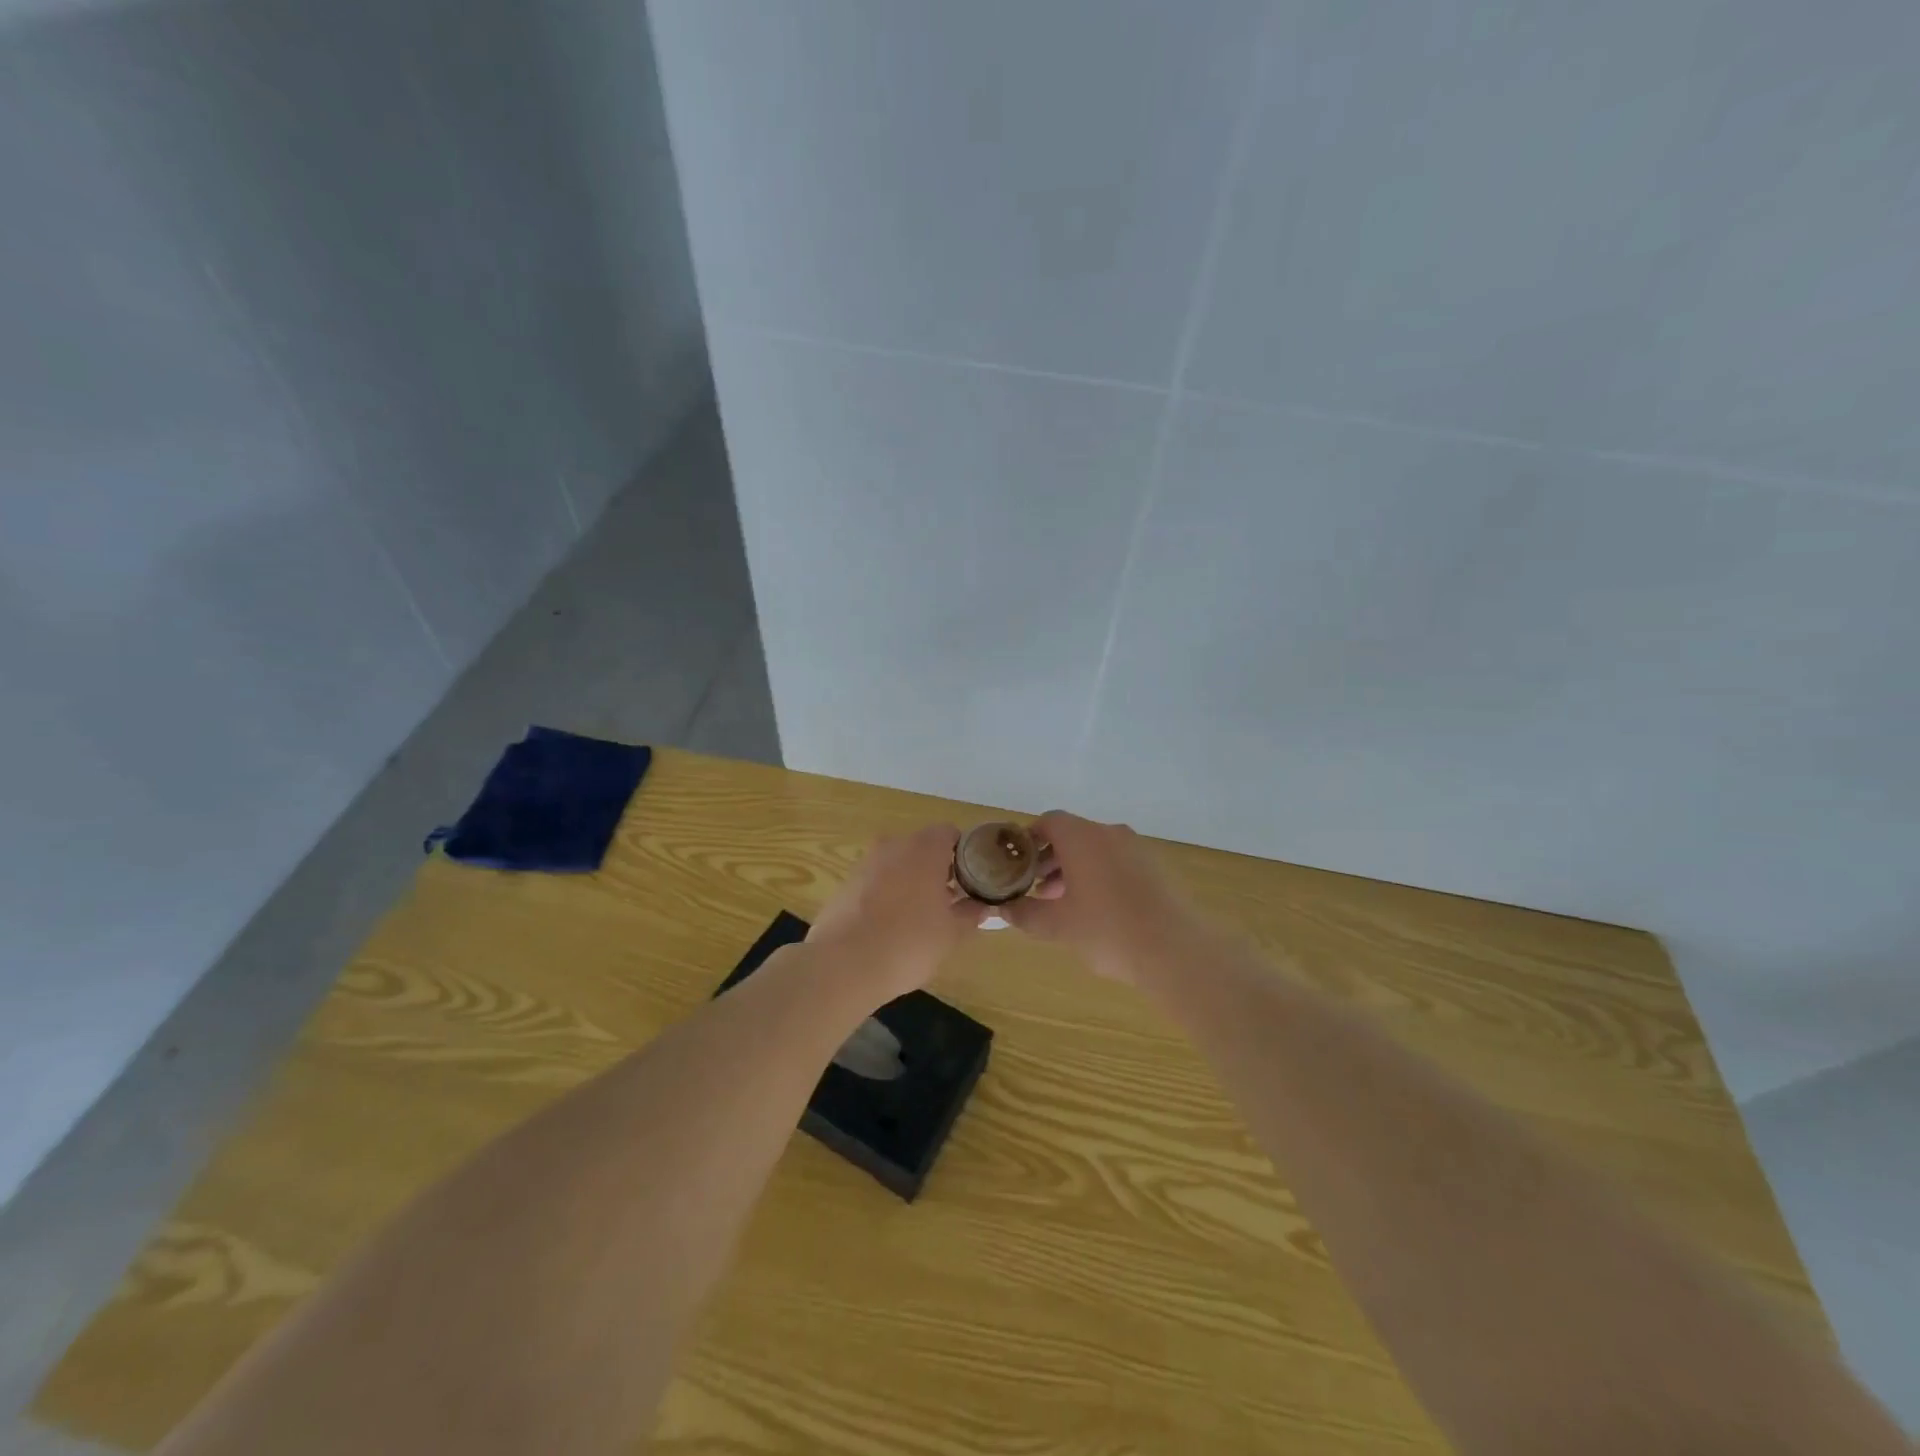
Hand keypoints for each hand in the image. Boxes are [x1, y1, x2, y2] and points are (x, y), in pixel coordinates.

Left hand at [808, 824, 984, 1002]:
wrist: (842, 965)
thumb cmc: (908, 942)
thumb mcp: (951, 933)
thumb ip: (970, 914)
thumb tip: (981, 907)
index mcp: (924, 848)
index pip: (950, 834)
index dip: (963, 854)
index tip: (970, 879)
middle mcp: (893, 845)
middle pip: (922, 848)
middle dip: (936, 870)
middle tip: (948, 902)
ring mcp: (865, 863)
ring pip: (896, 865)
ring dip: (909, 883)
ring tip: (919, 919)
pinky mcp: (844, 884)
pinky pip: (875, 882)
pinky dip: (885, 896)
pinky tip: (889, 927)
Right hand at [1002, 811, 1201, 985]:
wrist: (1174, 950)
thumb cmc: (1106, 930)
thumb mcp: (1056, 926)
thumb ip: (1025, 914)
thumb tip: (1003, 910)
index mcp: (1082, 837)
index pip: (1048, 822)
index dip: (1029, 840)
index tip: (1018, 865)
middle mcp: (1109, 833)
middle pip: (1073, 835)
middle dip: (1051, 859)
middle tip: (1037, 889)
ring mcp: (1137, 848)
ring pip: (1096, 849)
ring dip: (1075, 869)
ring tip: (1065, 903)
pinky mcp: (1156, 867)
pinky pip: (1118, 862)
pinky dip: (1101, 876)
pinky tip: (1098, 910)